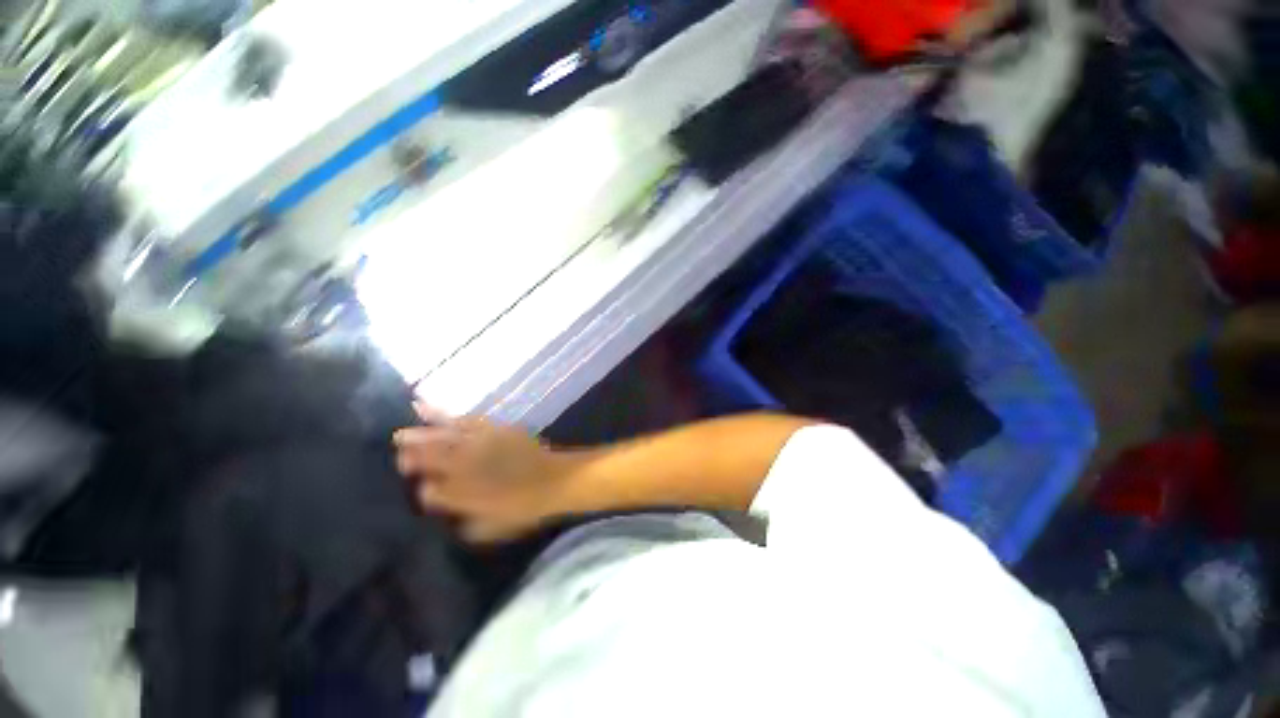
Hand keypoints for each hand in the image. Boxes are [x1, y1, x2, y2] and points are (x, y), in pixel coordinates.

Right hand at [393, 404, 569, 543]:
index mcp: (462, 495)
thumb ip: (465, 521)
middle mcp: (464, 468)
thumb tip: (447, 514)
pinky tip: (427, 409)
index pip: (429, 493)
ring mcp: (477, 445)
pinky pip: (462, 421)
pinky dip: (443, 415)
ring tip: (400, 434)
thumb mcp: (492, 527)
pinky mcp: (491, 429)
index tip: (418, 487)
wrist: (555, 480)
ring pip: (441, 438)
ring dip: (420, 436)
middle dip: (411, 457)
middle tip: (398, 454)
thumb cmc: (525, 507)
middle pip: (429, 460)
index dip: (423, 490)